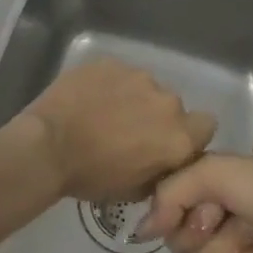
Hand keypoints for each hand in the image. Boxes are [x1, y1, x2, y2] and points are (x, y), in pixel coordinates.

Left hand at [12, 57, 217, 201]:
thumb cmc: (91, 176)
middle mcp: (166, 101)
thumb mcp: (134, 191)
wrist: (47, 146)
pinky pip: (118, 74)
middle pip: (172, 106)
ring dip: (133, 99)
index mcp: (178, 136)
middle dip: (156, 117)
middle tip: (128, 131)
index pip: (205, 126)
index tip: (165, 143)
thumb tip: (163, 162)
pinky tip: (88, 99)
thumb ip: (160, 171)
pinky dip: (109, 85)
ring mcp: (137, 76)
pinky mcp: (110, 62)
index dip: (188, 135)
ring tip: (104, 113)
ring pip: (145, 87)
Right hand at [140, 155, 252, 252]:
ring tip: (252, 233)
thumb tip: (139, 232)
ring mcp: (229, 251)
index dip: (172, 211)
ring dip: (227, 248)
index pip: (164, 209)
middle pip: (177, 242)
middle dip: (200, 230)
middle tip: (225, 216)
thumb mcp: (212, 171)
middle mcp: (211, 219)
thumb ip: (168, 194)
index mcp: (203, 188)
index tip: (190, 205)